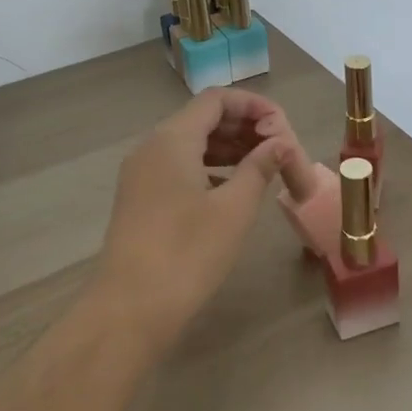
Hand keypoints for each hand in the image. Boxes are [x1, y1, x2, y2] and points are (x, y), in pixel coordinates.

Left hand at [93, 88, 292, 353]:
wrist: (129, 310)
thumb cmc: (187, 253)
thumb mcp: (233, 209)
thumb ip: (259, 168)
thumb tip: (280, 143)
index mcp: (172, 138)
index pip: (216, 100)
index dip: (253, 106)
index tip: (283, 127)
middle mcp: (152, 146)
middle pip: (203, 119)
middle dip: (243, 127)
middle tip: (278, 149)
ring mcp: (142, 174)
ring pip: (191, 144)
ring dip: (228, 149)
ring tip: (264, 167)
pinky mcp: (141, 199)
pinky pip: (179, 167)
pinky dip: (209, 169)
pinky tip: (233, 189)